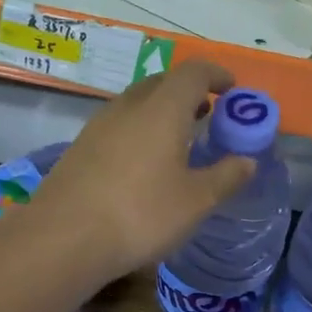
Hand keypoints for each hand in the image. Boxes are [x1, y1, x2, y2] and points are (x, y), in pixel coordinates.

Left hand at [27, 60, 256, 284]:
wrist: (64, 238)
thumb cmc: (141, 214)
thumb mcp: (196, 201)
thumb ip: (226, 176)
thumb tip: (248, 161)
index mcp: (162, 109)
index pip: (193, 73)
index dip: (216, 75)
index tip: (232, 88)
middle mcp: (129, 106)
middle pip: (162, 82)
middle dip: (189, 91)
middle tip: (209, 113)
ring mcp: (99, 125)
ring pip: (137, 102)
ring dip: (162, 110)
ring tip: (180, 137)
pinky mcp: (81, 147)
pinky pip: (119, 124)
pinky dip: (141, 128)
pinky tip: (145, 161)